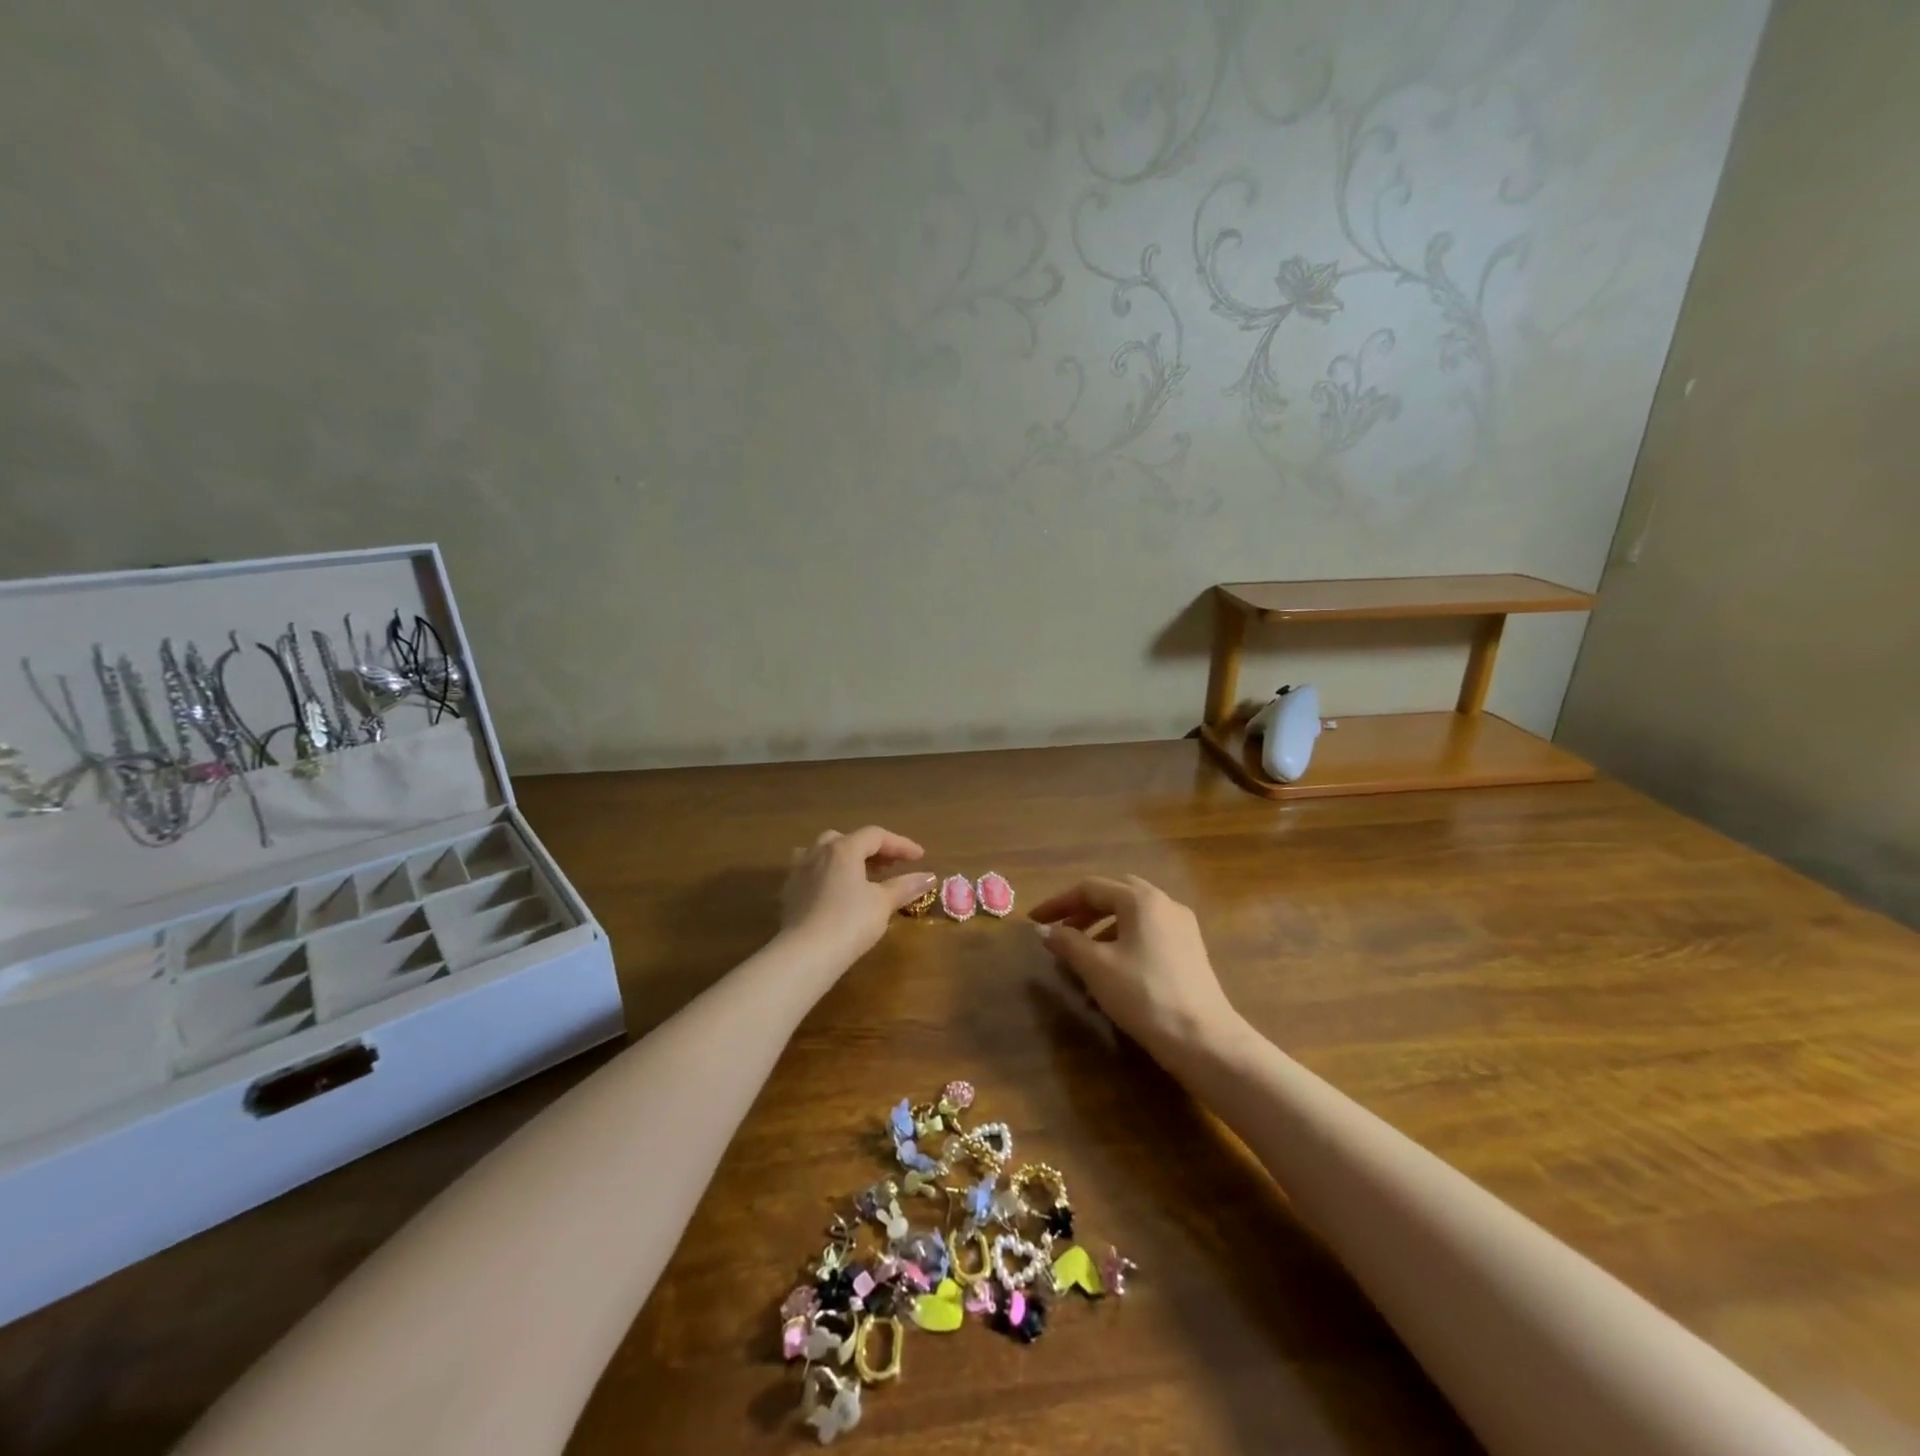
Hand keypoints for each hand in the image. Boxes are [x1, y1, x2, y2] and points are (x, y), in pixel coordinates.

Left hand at [780, 826, 935, 969]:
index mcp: (844, 849)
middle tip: (891, 865)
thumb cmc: (849, 923)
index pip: (876, 836)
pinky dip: (828, 873)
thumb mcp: (882, 903)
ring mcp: (799, 870)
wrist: (805, 954)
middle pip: (848, 839)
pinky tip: (836, 891)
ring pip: (825, 852)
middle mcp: (818, 852)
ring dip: (846, 857)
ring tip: (861, 874)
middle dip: (872, 849)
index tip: (920, 857)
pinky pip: (811, 871)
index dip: (900, 844)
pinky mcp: (789, 891)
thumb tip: (929, 877)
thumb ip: (905, 886)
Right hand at [1029, 875, 1240, 1058]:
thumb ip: (1067, 942)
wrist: (1203, 1039)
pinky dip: (1123, 941)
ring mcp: (1182, 927)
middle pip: (1114, 895)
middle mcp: (1164, 903)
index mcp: (1141, 899)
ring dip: (1102, 927)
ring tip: (1082, 955)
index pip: (1090, 889)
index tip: (1034, 922)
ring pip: (1132, 916)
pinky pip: (1148, 933)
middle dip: (1083, 911)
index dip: (1058, 903)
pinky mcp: (1190, 951)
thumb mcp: (1096, 967)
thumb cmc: (1143, 994)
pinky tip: (1113, 970)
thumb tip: (1044, 930)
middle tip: (1060, 931)